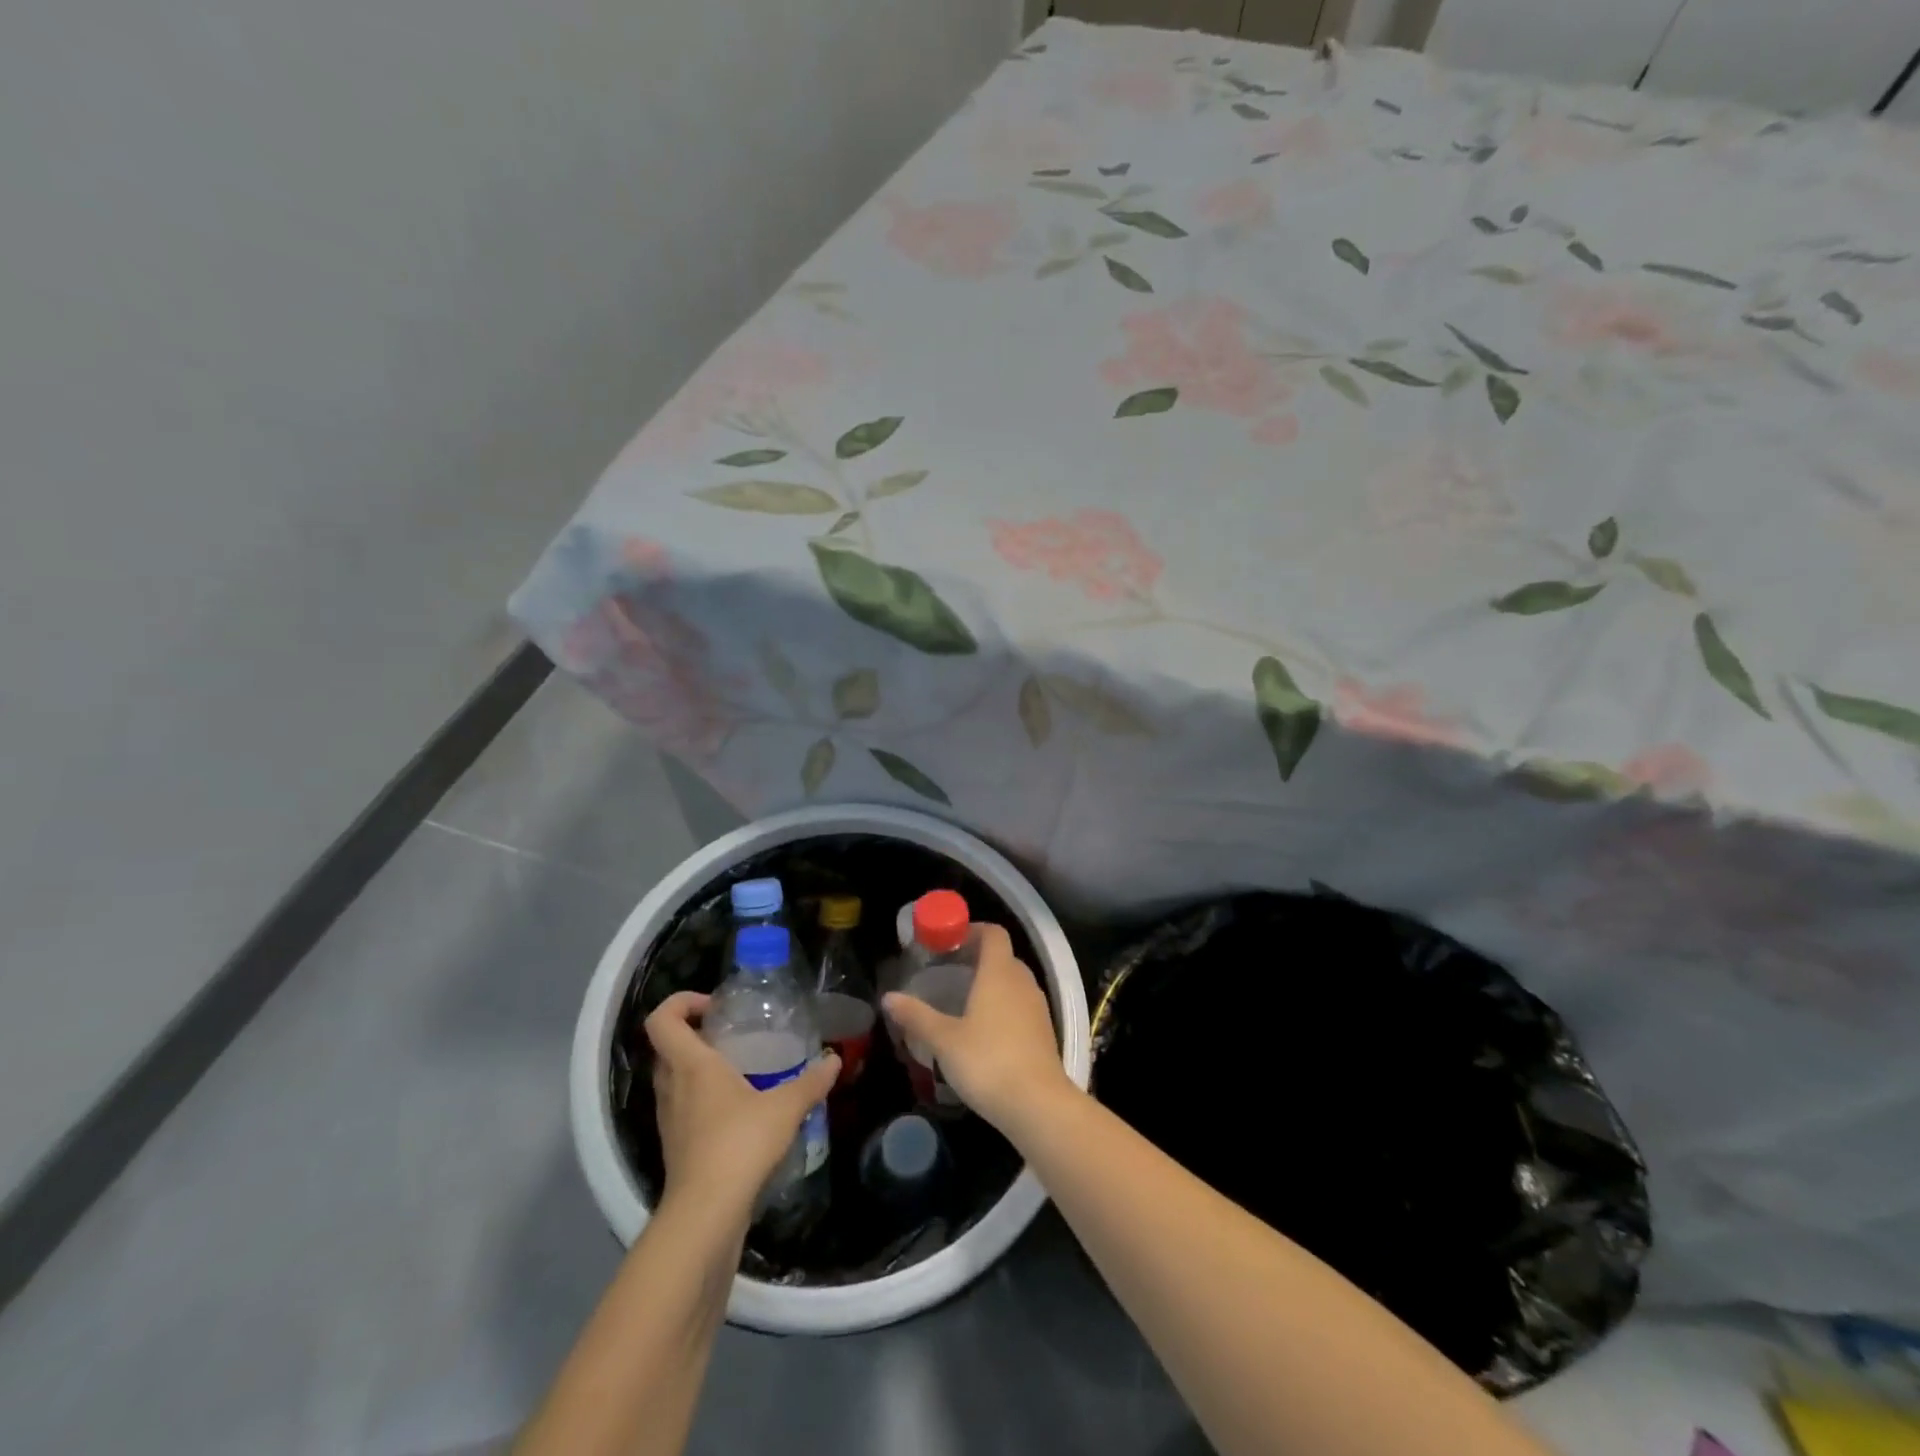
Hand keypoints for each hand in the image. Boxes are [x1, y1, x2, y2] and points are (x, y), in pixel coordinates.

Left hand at [645, 992, 838, 1217]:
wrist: (706, 1215)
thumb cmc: (739, 1144)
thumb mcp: (785, 1107)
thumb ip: (811, 1081)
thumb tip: (834, 1059)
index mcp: (690, 1065)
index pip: (662, 1019)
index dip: (681, 1002)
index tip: (715, 1006)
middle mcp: (671, 1086)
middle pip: (668, 1046)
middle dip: (696, 1034)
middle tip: (733, 1035)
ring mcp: (669, 1118)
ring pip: (674, 1078)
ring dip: (699, 1068)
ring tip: (740, 1070)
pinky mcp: (675, 1146)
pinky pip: (683, 1107)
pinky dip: (703, 1100)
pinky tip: (739, 1111)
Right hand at [882, 923, 1073, 1137]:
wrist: (1038, 1104)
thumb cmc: (987, 1062)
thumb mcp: (944, 1040)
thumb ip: (916, 1016)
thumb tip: (888, 997)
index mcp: (999, 972)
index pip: (993, 933)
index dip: (972, 930)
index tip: (949, 942)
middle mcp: (1022, 981)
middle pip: (1002, 956)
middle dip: (977, 958)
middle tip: (949, 972)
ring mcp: (1037, 1007)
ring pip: (1013, 981)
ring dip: (991, 983)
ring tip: (963, 1001)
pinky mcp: (1043, 1031)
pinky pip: (1021, 1004)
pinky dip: (1003, 1006)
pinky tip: (984, 1031)